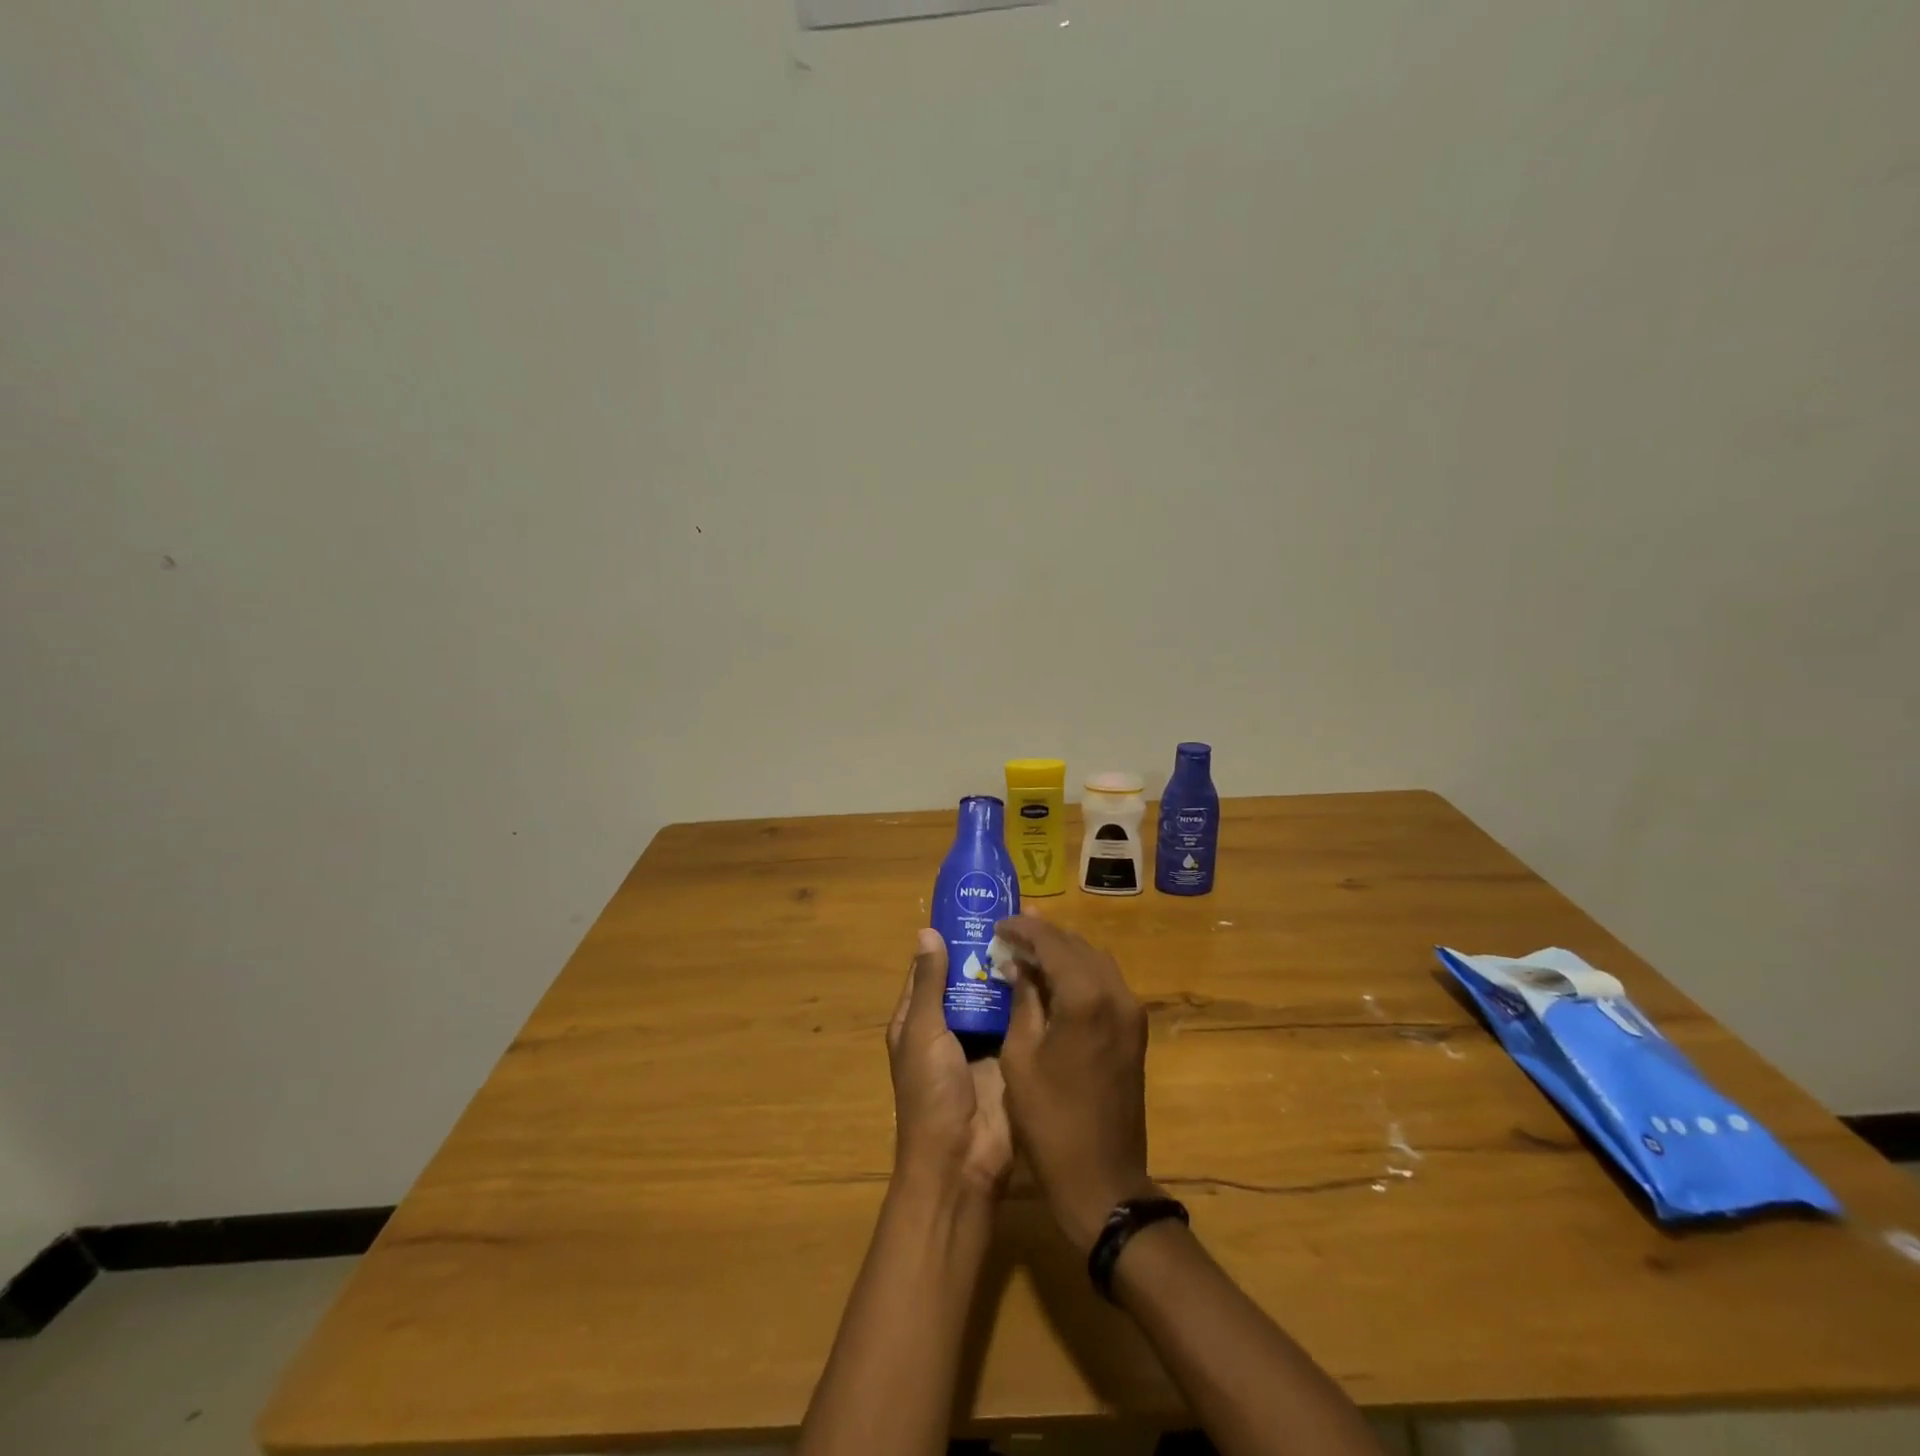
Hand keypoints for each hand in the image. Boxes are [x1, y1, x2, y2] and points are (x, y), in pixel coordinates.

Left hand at [887, 929, 1011, 1197]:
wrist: (964, 1160)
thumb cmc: (931, 1093)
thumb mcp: (922, 1033)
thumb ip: (929, 984)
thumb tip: (928, 931)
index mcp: (918, 1019)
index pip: (931, 968)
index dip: (948, 940)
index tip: (974, 907)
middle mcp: (949, 1025)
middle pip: (967, 979)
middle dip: (986, 951)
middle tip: (1016, 914)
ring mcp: (982, 1040)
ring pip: (995, 995)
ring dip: (1010, 970)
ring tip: (1037, 932)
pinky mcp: (1010, 1053)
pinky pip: (1018, 1017)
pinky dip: (1029, 995)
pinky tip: (1050, 968)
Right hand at [995, 915, 1156, 1252]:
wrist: (1102, 1178)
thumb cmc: (1049, 1120)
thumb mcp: (1020, 1056)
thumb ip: (1023, 1001)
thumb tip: (1018, 966)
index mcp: (1085, 997)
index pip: (1052, 942)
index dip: (1023, 929)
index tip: (998, 925)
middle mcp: (1115, 993)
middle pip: (1077, 945)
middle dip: (1043, 936)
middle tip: (1010, 934)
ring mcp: (1131, 1011)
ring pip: (1094, 960)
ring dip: (1063, 952)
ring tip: (1028, 951)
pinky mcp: (1135, 1029)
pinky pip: (1105, 983)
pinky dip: (1079, 972)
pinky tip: (1054, 980)